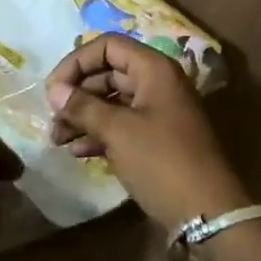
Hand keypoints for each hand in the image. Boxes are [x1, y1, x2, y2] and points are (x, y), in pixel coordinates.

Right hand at [47, 33, 249, 233]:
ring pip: (112, 101)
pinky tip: (77, 152)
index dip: (77, 61)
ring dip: (83, 116)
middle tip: (51, 118)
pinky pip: (122, 125)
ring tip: (57, 139)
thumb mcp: (118, 132)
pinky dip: (99, 133)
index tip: (53, 89)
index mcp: (154, 69)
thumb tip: (54, 91)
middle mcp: (157, 83)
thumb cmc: (162, 162)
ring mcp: (158, 112)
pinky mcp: (157, 139)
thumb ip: (83, 107)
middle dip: (77, 93)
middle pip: (108, 72)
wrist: (209, 214)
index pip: (108, 46)